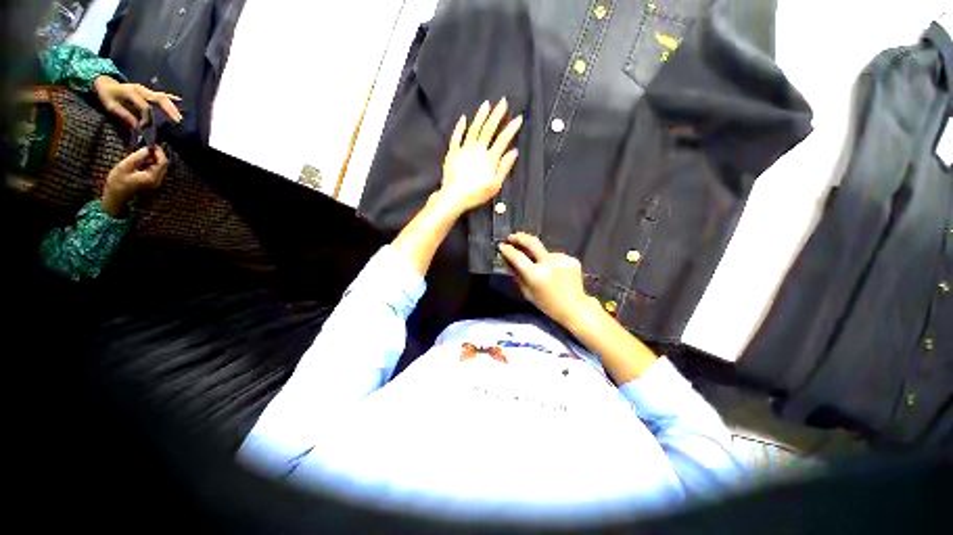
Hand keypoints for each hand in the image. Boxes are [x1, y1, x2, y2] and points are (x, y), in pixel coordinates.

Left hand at [94, 76, 182, 130]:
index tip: (144, 129)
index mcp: (131, 93)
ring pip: (162, 97)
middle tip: (176, 121)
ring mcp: (145, 90)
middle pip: (158, 99)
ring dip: (172, 107)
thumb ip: (124, 115)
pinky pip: (161, 94)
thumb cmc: (106, 95)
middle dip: (168, 110)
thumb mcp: (110, 106)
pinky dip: (171, 98)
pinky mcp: (147, 91)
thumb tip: (137, 127)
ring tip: (178, 117)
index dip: (146, 118)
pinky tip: (179, 100)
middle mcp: (141, 90)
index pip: (144, 107)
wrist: (104, 83)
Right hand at [101, 146, 168, 216]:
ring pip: (160, 167)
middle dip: (157, 154)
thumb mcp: (124, 166)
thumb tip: (147, 149)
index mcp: (152, 177)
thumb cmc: (117, 182)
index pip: (163, 162)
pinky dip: (150, 164)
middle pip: (163, 164)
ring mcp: (155, 182)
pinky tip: (141, 161)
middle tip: (146, 147)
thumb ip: (137, 157)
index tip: (152, 144)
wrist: (115, 197)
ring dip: (153, 159)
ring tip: (141, 154)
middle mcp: (157, 180)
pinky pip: (155, 170)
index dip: (159, 152)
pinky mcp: (151, 182)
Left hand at [437, 98, 521, 214]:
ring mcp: (464, 149)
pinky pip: (456, 137)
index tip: (518, 118)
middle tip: (503, 102)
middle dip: (497, 115)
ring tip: (487, 104)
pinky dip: (460, 127)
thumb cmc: (476, 193)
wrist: (454, 196)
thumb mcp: (495, 185)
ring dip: (480, 116)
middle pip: (488, 129)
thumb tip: (514, 151)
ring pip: (474, 129)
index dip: (511, 128)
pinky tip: (463, 118)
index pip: (502, 140)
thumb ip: (504, 167)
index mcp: (490, 158)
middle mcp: (478, 150)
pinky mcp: (453, 152)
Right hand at [499, 233, 595, 327]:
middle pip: (532, 242)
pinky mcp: (571, 259)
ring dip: (539, 256)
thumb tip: (509, 261)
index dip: (508, 250)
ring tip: (541, 268)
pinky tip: (555, 272)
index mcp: (536, 275)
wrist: (575, 307)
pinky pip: (555, 257)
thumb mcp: (528, 293)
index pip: (518, 257)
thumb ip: (517, 276)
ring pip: (545, 252)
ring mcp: (562, 259)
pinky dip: (551, 261)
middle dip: (520, 237)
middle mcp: (549, 264)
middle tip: (512, 237)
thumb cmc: (548, 304)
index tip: (502, 246)